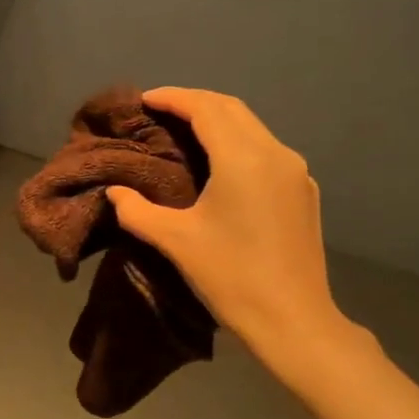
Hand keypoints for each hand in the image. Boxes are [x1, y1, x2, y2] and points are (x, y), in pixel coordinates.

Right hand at [106, 87, 347, 362]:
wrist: (293, 320)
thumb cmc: (231, 276)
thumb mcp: (175, 241)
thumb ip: (137, 211)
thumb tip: (115, 192)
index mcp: (243, 158)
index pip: (205, 108)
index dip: (173, 98)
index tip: (145, 99)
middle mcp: (275, 153)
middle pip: (232, 109)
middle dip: (195, 102)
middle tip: (161, 111)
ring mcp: (295, 172)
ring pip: (252, 128)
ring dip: (218, 121)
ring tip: (185, 132)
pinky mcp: (303, 192)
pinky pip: (266, 150)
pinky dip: (238, 143)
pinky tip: (221, 164)